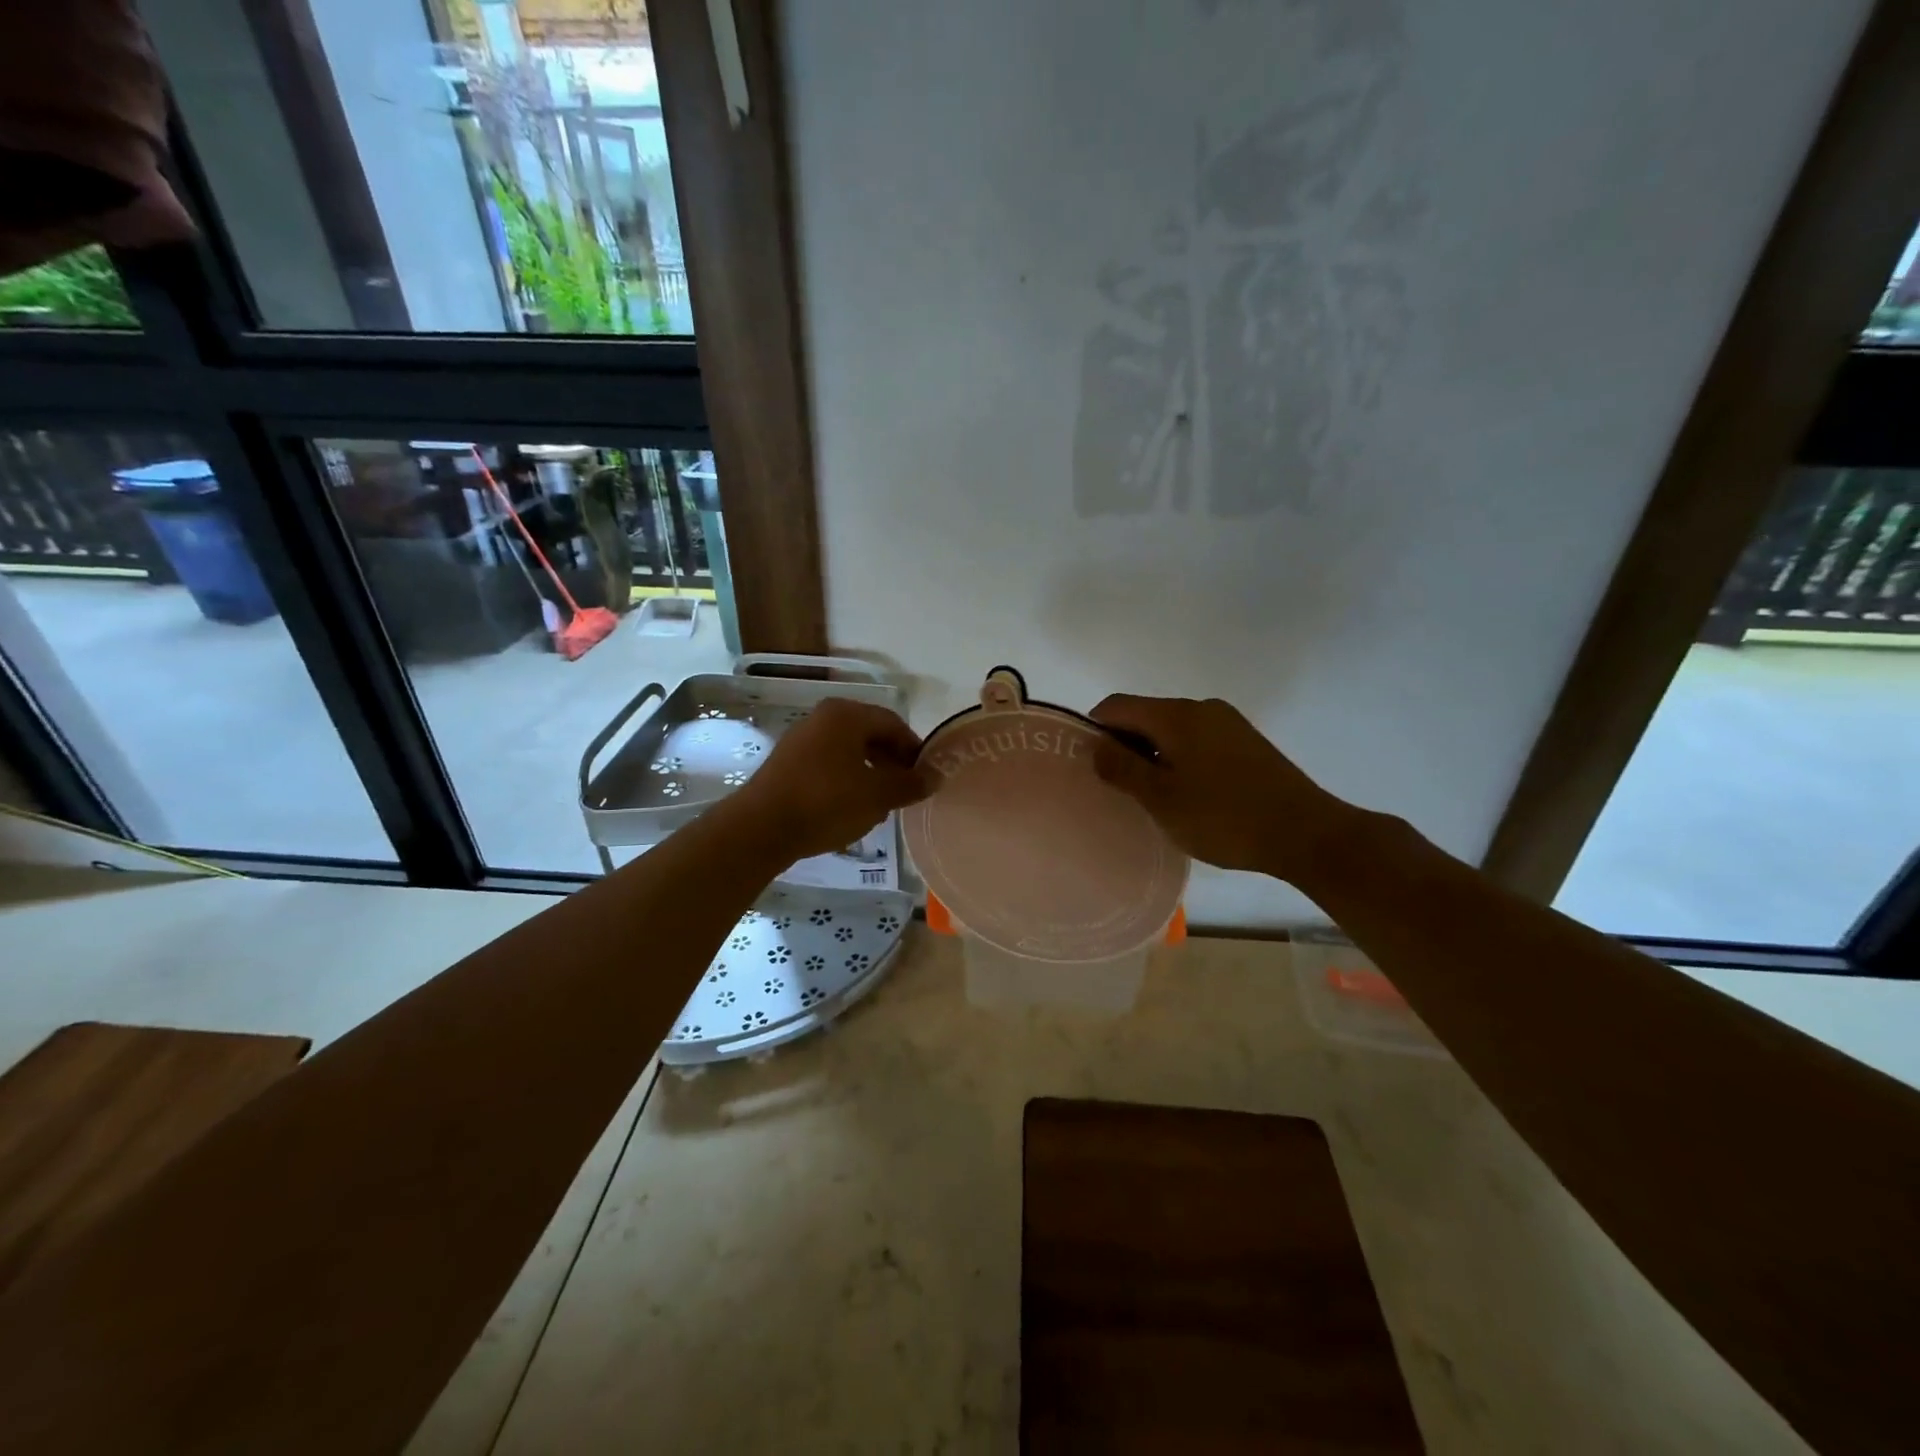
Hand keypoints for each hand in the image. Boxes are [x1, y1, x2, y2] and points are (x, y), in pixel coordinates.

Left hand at [730, 698, 932, 859]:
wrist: (761, 828)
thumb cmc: (827, 802)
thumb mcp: (878, 795)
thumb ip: (910, 784)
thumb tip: (936, 776)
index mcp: (846, 714)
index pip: (893, 724)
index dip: (914, 750)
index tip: (925, 778)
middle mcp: (822, 718)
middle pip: (870, 735)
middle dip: (892, 763)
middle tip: (905, 792)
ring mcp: (801, 740)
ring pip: (849, 752)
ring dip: (870, 774)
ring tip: (880, 805)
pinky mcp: (787, 764)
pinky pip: (828, 765)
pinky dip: (846, 781)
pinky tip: (850, 809)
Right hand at [1089, 694, 1360, 883]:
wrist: (1306, 833)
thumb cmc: (1223, 817)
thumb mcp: (1161, 798)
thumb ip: (1122, 769)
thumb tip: (1095, 746)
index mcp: (1176, 714)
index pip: (1117, 705)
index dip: (1094, 729)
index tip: (1087, 764)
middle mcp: (1202, 707)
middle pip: (1145, 715)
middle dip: (1124, 744)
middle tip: (1115, 786)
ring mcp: (1228, 723)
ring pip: (1172, 730)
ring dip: (1152, 754)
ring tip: (1149, 796)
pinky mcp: (1246, 742)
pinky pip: (1197, 741)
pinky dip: (1179, 759)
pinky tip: (1185, 794)